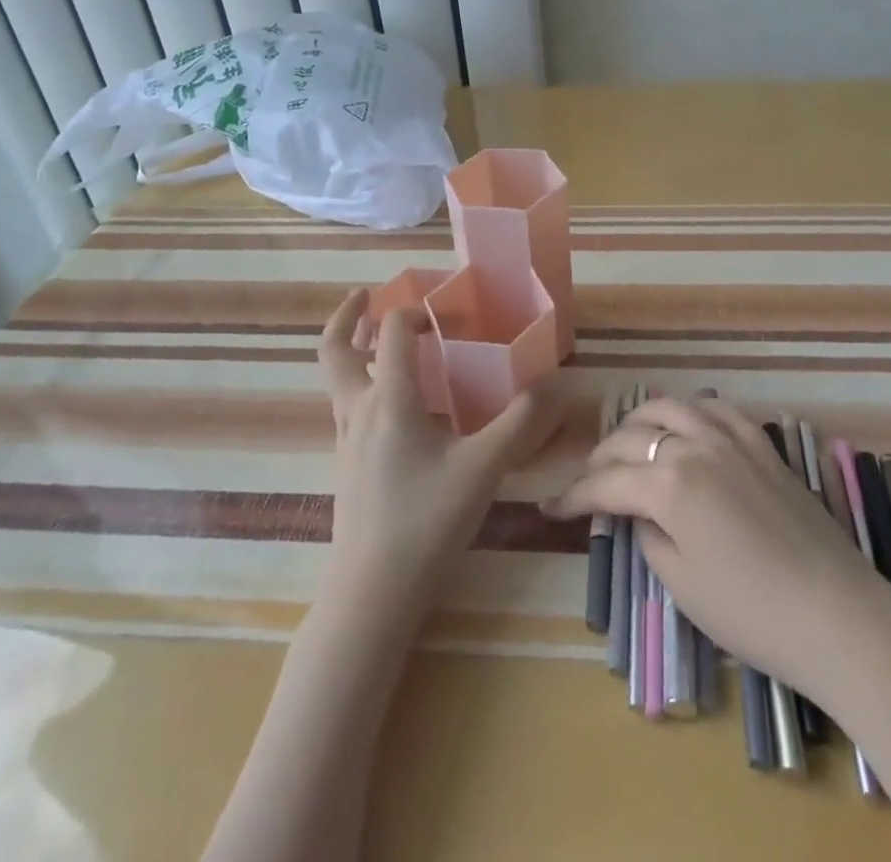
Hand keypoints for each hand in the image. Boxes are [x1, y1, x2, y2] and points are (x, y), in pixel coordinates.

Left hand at [318, 289, 562, 617]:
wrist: (371, 593)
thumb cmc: (426, 521)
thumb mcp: (484, 469)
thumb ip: (521, 424)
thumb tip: (555, 385)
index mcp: (389, 399)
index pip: (391, 332)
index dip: (413, 311)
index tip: (442, 311)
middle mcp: (359, 410)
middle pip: (335, 350)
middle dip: (347, 317)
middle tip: (366, 295)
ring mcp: (346, 439)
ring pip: (338, 380)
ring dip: (353, 350)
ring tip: (379, 340)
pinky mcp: (347, 465)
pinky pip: (347, 407)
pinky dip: (363, 384)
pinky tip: (396, 406)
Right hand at [543, 396, 890, 698]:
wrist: (838, 616)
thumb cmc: (752, 612)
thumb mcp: (682, 585)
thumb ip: (649, 537)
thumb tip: (638, 514)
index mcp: (670, 484)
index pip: (607, 482)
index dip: (576, 495)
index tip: (551, 507)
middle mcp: (696, 446)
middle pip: (633, 437)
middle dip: (601, 458)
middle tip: (589, 481)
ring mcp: (733, 439)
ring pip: (673, 406)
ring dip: (641, 420)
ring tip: (629, 440)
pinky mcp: (763, 445)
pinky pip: (718, 408)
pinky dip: (691, 409)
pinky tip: (685, 423)